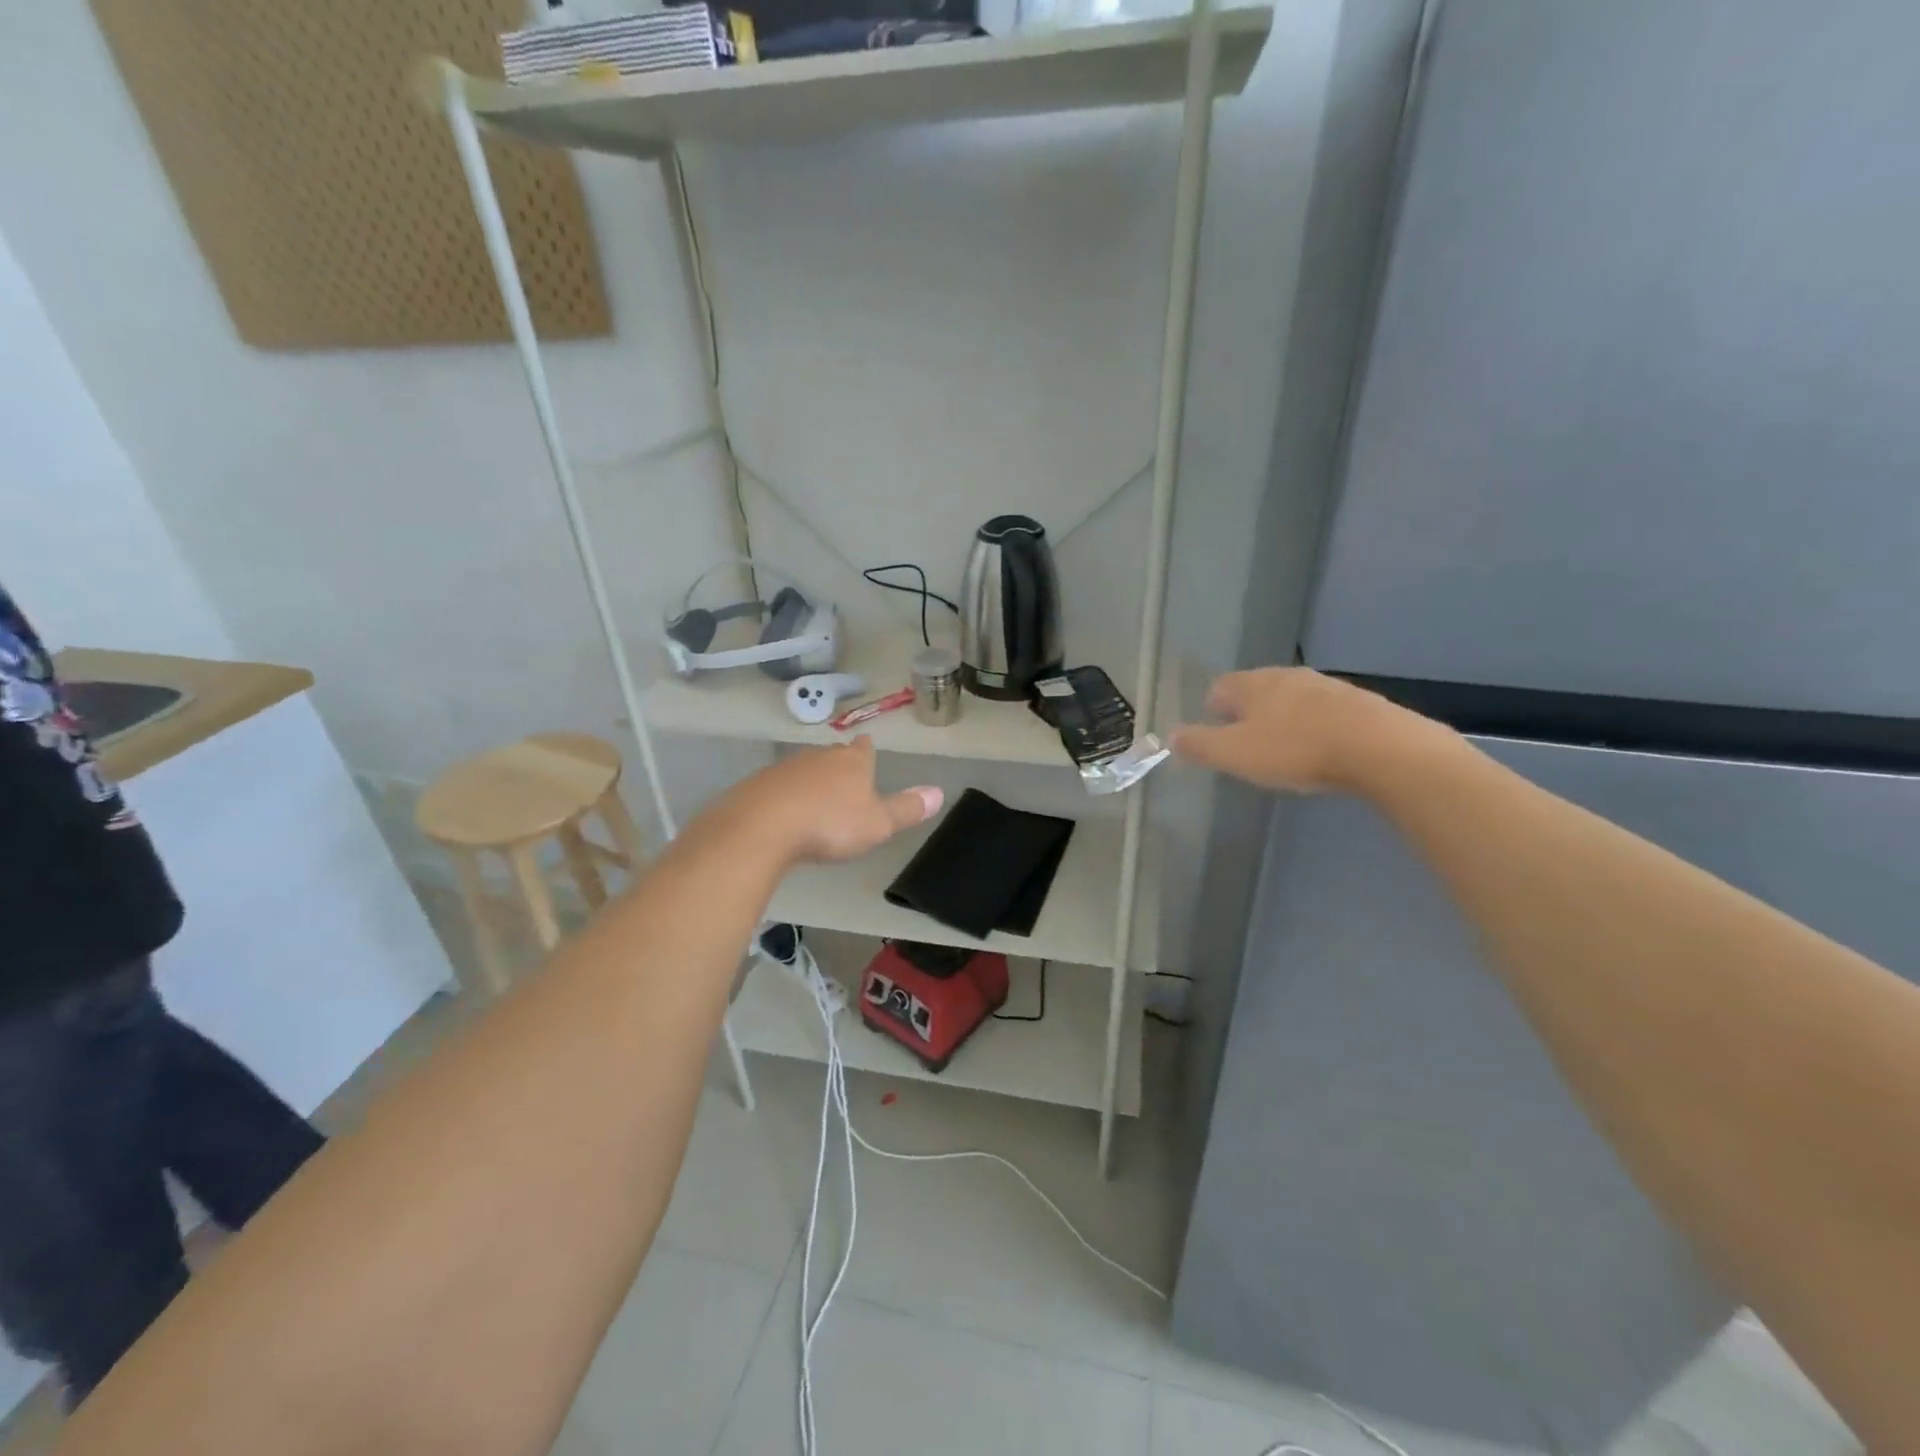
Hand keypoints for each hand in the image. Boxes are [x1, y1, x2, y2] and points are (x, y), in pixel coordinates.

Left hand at [718, 738, 941, 864]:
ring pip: (803, 769)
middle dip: (838, 764)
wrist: (763, 826)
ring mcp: (785, 768)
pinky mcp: (757, 785)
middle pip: (832, 755)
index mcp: (852, 762)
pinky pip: (776, 787)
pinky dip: (783, 796)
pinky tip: (783, 813)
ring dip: (809, 781)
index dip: (866, 750)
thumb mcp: (878, 823)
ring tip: (815, 799)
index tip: (866, 746)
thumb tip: (940, 793)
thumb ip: (907, 809)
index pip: (863, 749)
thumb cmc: (830, 824)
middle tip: (844, 778)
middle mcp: (819, 757)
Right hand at [1171, 667, 1423, 792]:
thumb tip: (1170, 736)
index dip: (1211, 711)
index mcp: (1252, 684)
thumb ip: (1199, 745)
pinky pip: (1322, 711)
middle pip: (1255, 690)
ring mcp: (1325, 686)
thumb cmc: (1295, 750)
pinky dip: (1313, 726)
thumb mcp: (1235, 754)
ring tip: (1282, 749)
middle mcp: (1286, 676)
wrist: (1379, 748)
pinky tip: (1319, 750)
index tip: (1214, 737)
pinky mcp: (1357, 702)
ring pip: (1290, 699)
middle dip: (1246, 713)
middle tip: (1245, 744)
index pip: (1219, 688)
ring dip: (1281, 719)